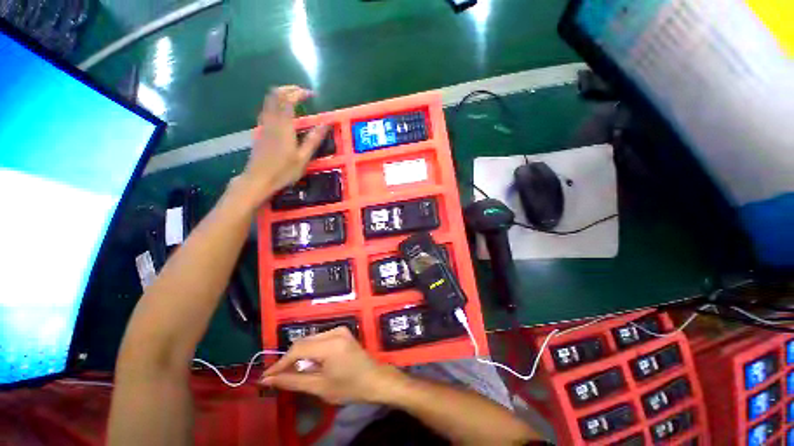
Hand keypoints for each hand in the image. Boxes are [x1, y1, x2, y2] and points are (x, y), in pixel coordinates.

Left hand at [237, 86, 328, 204]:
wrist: (258, 179)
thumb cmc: (284, 171)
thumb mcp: (303, 157)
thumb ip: (314, 139)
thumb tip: (326, 124)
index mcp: (284, 126)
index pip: (288, 100)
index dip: (299, 93)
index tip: (311, 94)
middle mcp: (272, 121)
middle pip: (274, 95)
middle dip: (288, 89)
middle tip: (301, 93)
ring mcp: (263, 125)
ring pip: (268, 101)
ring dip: (280, 95)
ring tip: (293, 99)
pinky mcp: (260, 131)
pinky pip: (266, 110)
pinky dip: (275, 104)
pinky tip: (282, 113)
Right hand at [260, 328, 402, 404]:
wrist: (374, 379)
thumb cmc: (349, 387)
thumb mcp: (319, 387)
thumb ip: (293, 381)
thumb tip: (269, 380)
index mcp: (330, 344)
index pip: (298, 349)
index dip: (280, 363)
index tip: (266, 377)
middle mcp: (334, 331)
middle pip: (304, 342)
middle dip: (289, 359)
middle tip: (276, 376)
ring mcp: (340, 330)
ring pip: (311, 340)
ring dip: (299, 355)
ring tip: (291, 372)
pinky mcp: (342, 332)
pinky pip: (320, 339)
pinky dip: (311, 350)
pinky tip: (308, 363)